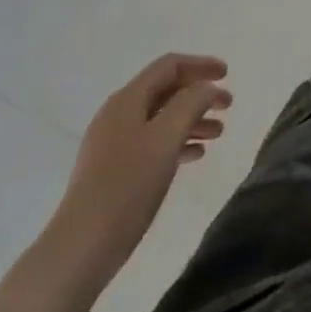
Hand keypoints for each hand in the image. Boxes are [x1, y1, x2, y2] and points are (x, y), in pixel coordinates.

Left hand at [44, 54, 230, 286]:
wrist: (82, 246)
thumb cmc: (128, 185)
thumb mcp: (166, 138)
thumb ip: (191, 104)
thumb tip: (205, 88)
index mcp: (128, 100)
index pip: (169, 66)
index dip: (200, 65)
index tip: (228, 75)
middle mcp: (118, 115)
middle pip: (166, 90)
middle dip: (199, 94)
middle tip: (228, 106)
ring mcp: (113, 143)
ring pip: (161, 118)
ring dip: (192, 119)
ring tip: (218, 133)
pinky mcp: (114, 169)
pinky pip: (153, 142)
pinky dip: (177, 142)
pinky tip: (196, 155)